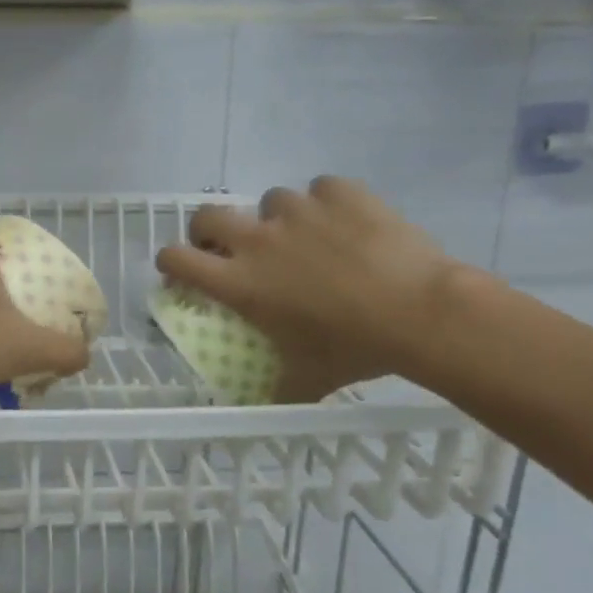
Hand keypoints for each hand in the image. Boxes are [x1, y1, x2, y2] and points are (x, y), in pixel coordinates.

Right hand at [154, 178, 462, 400]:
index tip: (180, 270)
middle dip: (211, 230)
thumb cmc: (354, 349)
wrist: (422, 313)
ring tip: (309, 238)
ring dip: (279, 218)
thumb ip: (278, 386)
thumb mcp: (307, 378)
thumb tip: (268, 402)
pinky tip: (349, 224)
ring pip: (270, 200)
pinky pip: (321, 190)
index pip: (176, 259)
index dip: (170, 262)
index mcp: (240, 282)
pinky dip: (329, 205)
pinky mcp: (338, 192)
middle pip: (207, 216)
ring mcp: (298, 210)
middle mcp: (258, 240)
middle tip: (232, 247)